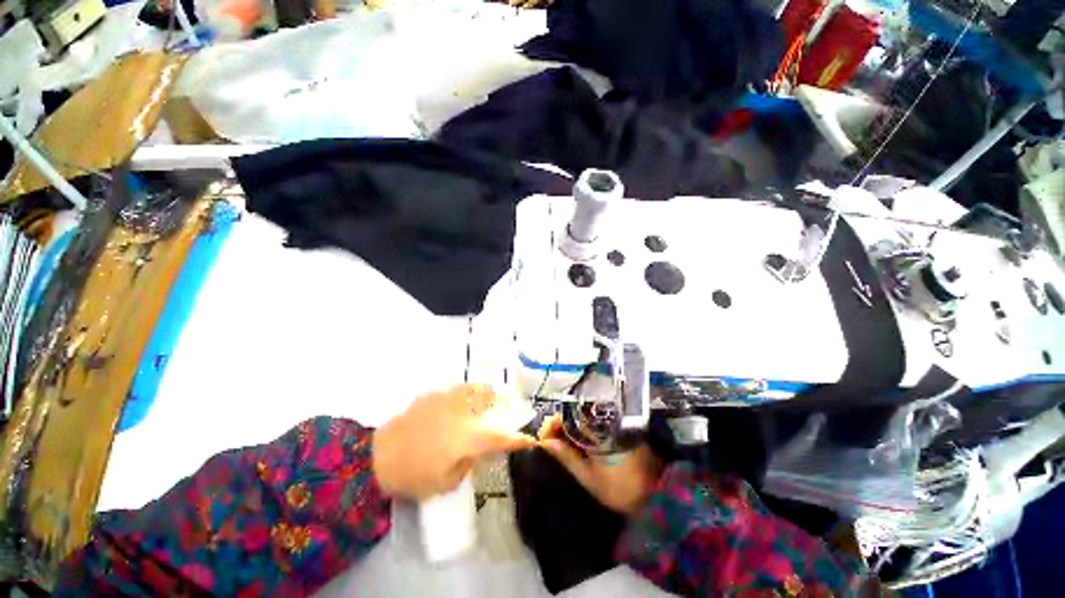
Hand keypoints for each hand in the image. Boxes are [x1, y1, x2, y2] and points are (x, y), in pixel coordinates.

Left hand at [373, 385, 535, 499]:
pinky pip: (456, 389)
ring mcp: (447, 399)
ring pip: (474, 388)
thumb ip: (467, 465)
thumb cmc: (414, 475)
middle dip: (502, 402)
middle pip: (491, 399)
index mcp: (469, 436)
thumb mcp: (445, 483)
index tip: (529, 440)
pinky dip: (464, 392)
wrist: (376, 457)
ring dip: (485, 392)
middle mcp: (463, 411)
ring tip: (487, 397)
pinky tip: (458, 401)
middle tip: (505, 407)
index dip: (517, 439)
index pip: (501, 437)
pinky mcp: (432, 395)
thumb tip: (473, 453)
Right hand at [537, 414, 660, 514]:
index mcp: (597, 429)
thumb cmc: (621, 489)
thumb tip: (545, 442)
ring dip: (569, 428)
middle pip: (574, 413)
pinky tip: (575, 443)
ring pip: (583, 417)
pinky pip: (593, 423)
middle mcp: (605, 419)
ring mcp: (612, 422)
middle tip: (549, 442)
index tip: (543, 438)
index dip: (553, 424)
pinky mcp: (618, 428)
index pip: (569, 415)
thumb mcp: (589, 478)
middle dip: (559, 425)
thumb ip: (567, 457)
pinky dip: (581, 431)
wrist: (656, 495)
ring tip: (559, 444)